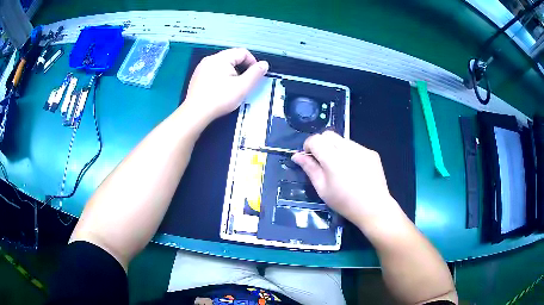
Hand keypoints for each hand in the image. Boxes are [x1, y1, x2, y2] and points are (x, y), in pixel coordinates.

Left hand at [183, 48, 268, 122]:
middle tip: (244, 84)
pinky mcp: (197, 76)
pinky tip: (220, 90)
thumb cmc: (219, 99)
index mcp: (221, 58)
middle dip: (242, 68)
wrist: (196, 113)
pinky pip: (214, 71)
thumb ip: (255, 74)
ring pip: (223, 65)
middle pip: (232, 57)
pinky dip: (221, 77)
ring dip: (232, 73)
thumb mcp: (242, 87)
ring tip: (232, 88)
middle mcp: (210, 59)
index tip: (254, 76)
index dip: (252, 62)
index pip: (242, 52)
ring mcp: (201, 67)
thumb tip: (264, 64)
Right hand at [292, 131, 399, 225]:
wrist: (374, 208)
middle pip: (328, 134)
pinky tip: (354, 169)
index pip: (315, 139)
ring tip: (341, 167)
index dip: (308, 146)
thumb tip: (296, 156)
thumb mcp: (322, 189)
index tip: (310, 158)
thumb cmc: (345, 202)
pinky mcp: (371, 153)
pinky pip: (356, 147)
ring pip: (342, 140)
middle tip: (323, 161)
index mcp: (333, 159)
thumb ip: (310, 169)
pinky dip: (350, 153)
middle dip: (321, 144)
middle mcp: (348, 149)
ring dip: (336, 148)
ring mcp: (362, 149)